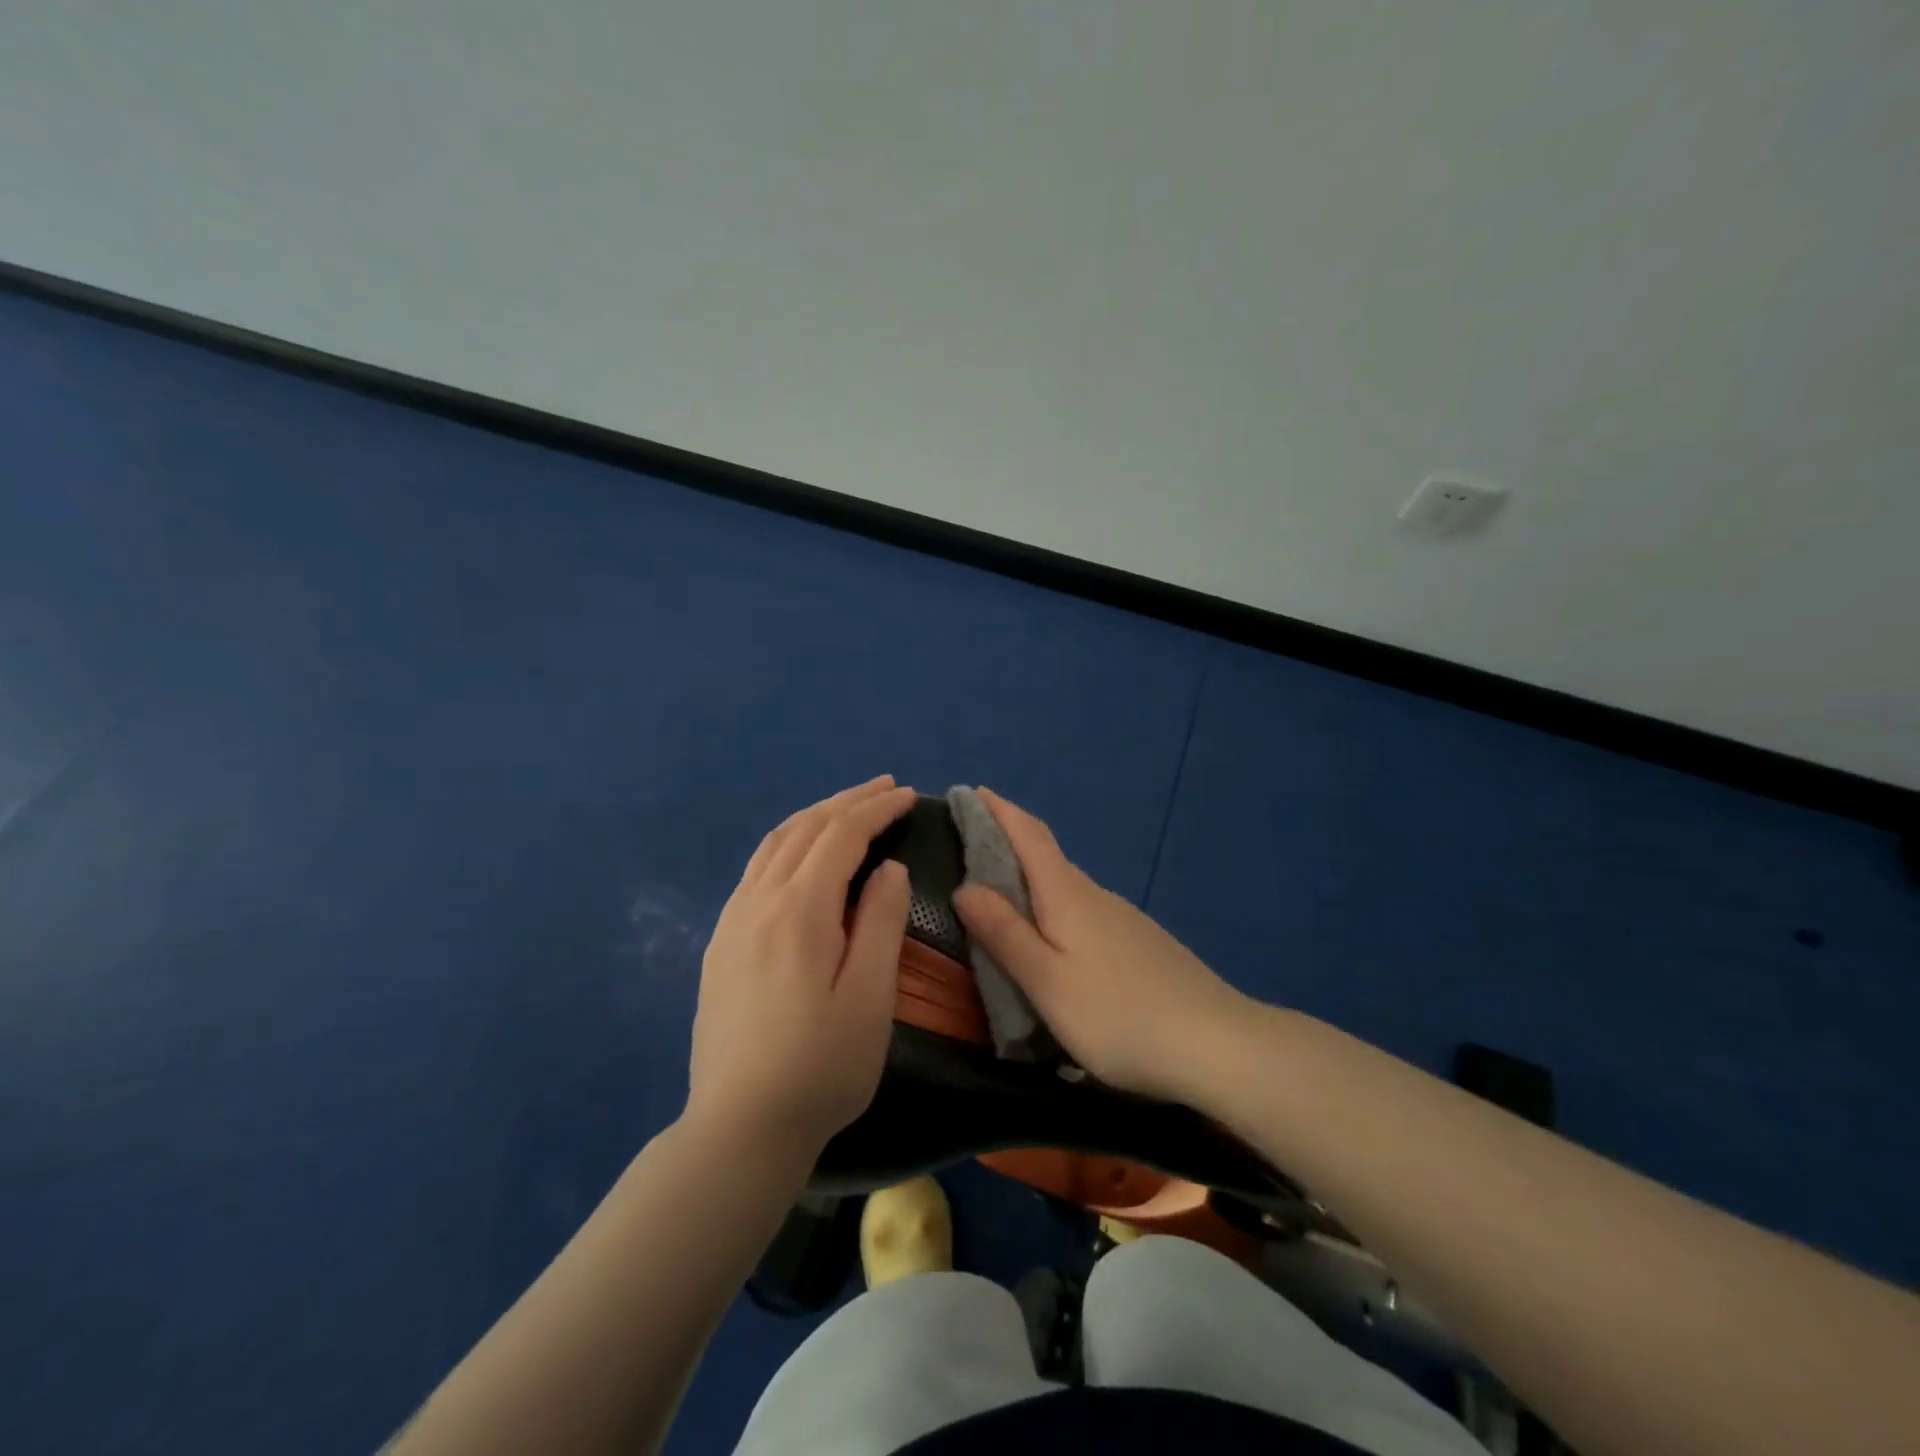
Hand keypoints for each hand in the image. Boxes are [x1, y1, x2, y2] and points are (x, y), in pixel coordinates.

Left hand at [686, 776, 913, 1158]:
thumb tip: (887, 868)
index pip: (840, 836)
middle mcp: (758, 901)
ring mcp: (732, 921)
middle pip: (805, 829)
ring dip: (815, 816)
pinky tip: (800, 855)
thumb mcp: (869, 997)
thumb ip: (879, 922)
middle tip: (884, 787)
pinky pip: (756, 869)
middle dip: (847, 801)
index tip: (907, 795)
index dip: (875, 809)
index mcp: (799, 910)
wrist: (739, 1129)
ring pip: (774, 844)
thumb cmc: (820, 1067)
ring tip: (847, 808)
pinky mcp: (721, 943)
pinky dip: (787, 843)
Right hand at [952, 787, 1252, 1104]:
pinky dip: (1056, 909)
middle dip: (1007, 843)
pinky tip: (1054, 941)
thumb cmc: (1119, 1015)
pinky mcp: (1140, 943)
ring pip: (1066, 887)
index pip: (1029, 834)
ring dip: (1031, 880)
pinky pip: (1085, 911)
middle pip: (1046, 857)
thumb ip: (1005, 933)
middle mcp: (1095, 895)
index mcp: (1068, 895)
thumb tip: (966, 886)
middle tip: (968, 850)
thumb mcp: (1048, 982)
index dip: (999, 810)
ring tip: (1000, 899)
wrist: (1218, 1045)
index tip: (972, 791)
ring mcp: (1124, 918)